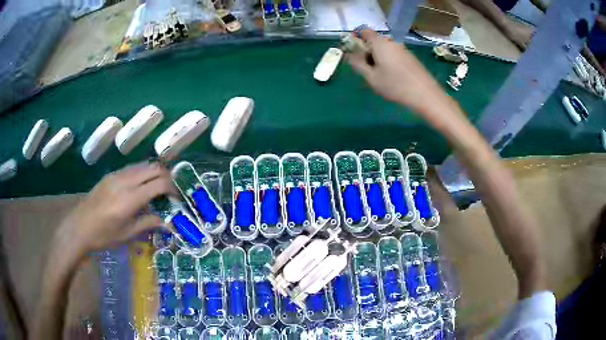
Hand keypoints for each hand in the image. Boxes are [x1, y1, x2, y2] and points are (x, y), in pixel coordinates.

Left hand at [56, 162, 177, 254]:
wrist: (79, 227)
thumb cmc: (104, 235)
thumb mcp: (128, 234)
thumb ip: (149, 223)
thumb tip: (168, 223)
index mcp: (130, 198)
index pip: (159, 183)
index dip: (172, 188)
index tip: (177, 198)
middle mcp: (125, 181)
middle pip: (153, 167)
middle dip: (167, 176)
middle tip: (170, 191)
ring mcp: (117, 175)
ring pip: (143, 165)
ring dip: (154, 173)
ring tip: (157, 188)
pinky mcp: (111, 175)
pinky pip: (132, 168)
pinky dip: (142, 173)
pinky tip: (141, 186)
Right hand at [347, 29, 450, 112]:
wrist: (425, 95)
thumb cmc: (395, 85)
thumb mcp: (371, 77)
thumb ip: (357, 64)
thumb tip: (349, 55)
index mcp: (380, 42)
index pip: (364, 31)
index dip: (356, 39)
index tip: (354, 54)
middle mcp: (391, 42)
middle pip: (374, 41)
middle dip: (366, 51)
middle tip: (365, 69)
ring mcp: (402, 49)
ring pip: (384, 49)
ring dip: (377, 58)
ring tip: (378, 76)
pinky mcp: (410, 57)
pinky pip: (393, 54)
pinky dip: (387, 61)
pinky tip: (391, 77)